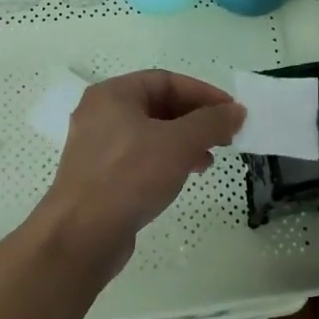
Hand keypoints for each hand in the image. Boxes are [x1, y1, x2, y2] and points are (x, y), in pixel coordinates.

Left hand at [35, 70, 243, 274]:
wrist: (80, 237)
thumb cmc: (128, 177)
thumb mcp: (177, 144)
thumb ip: (210, 122)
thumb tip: (237, 110)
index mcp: (113, 94)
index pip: (166, 80)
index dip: (202, 93)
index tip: (231, 111)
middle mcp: (101, 113)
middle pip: (158, 105)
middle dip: (195, 119)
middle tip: (225, 135)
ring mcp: (98, 146)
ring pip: (151, 133)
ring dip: (184, 141)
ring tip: (209, 159)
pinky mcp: (100, 176)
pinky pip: (140, 157)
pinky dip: (166, 160)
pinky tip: (185, 176)